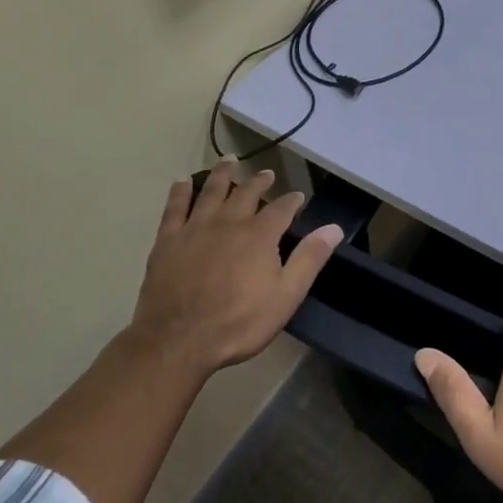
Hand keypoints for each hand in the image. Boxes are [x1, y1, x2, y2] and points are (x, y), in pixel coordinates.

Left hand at [129, 162, 343, 380]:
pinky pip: (175, 208)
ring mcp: (196, 228)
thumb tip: (333, 227)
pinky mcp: (168, 240)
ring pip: (211, 191)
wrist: (178, 341)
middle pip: (246, 193)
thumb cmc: (239, 322)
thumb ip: (309, 258)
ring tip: (229, 161)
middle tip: (266, 174)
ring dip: (222, 174)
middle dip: (259, 182)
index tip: (298, 196)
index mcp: (260, 235)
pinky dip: (180, 192)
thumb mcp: (286, 296)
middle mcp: (229, 222)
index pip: (281, 208)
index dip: (292, 200)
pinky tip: (182, 182)